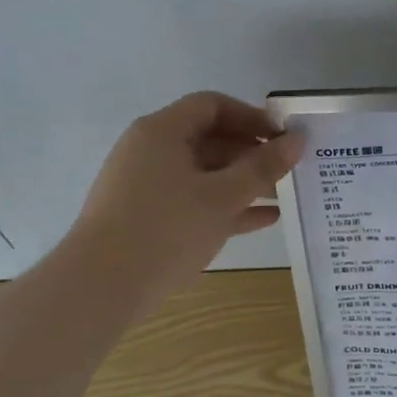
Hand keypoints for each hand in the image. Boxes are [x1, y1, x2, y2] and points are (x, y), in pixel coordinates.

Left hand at [68, 92, 302, 304]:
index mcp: (162, 132)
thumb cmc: (165, 229)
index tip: (282, 138)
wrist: (99, 290)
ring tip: (283, 195)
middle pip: (209, 138)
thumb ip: (264, 167)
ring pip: (204, 173)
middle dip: (251, 152)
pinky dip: (225, 206)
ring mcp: (146, 186)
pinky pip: (194, 201)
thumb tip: (297, 140)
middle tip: (287, 170)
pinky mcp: (147, 218)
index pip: (213, 106)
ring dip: (243, 182)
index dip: (252, 117)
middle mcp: (150, 151)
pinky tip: (264, 220)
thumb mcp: (223, 196)